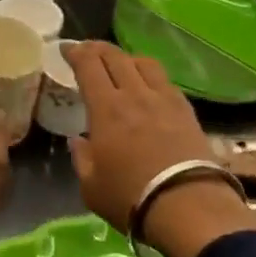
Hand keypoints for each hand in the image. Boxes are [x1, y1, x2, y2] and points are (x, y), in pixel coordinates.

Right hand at [65, 42, 255, 256]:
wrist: (189, 208)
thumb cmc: (131, 198)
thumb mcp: (91, 186)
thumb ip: (81, 158)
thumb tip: (77, 140)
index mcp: (106, 108)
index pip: (88, 65)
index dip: (75, 52)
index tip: (66, 49)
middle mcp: (134, 94)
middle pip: (115, 56)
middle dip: (97, 48)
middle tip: (88, 51)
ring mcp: (163, 100)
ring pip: (143, 62)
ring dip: (126, 58)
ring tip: (120, 64)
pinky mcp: (186, 110)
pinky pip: (165, 80)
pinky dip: (150, 75)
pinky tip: (149, 86)